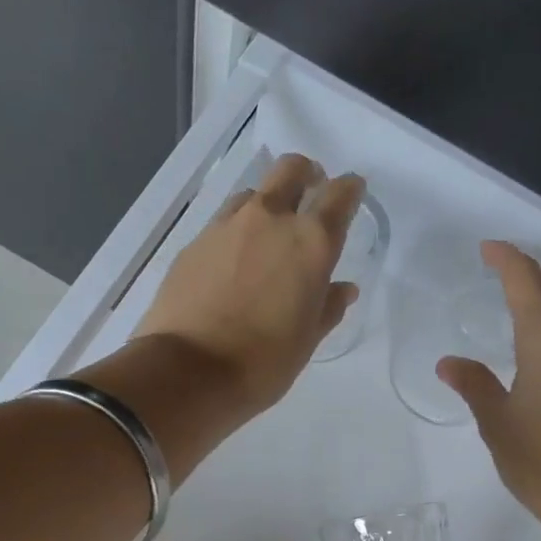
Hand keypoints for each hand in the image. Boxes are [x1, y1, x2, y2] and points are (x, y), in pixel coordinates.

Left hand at [135, 153, 363, 416]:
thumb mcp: (307, 340)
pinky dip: (236, 232)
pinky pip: (223, 223)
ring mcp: (226, 227)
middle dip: (306, 174)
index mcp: (310, 243)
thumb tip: (342, 288)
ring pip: (253, 193)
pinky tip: (234, 262)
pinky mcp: (194, 243)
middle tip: (310, 194)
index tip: (353, 192)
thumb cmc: (263, 362)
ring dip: (267, 203)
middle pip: (290, 169)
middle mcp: (270, 220)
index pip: (339, 195)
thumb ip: (328, 306)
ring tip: (268, 234)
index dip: (350, 189)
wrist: (188, 371)